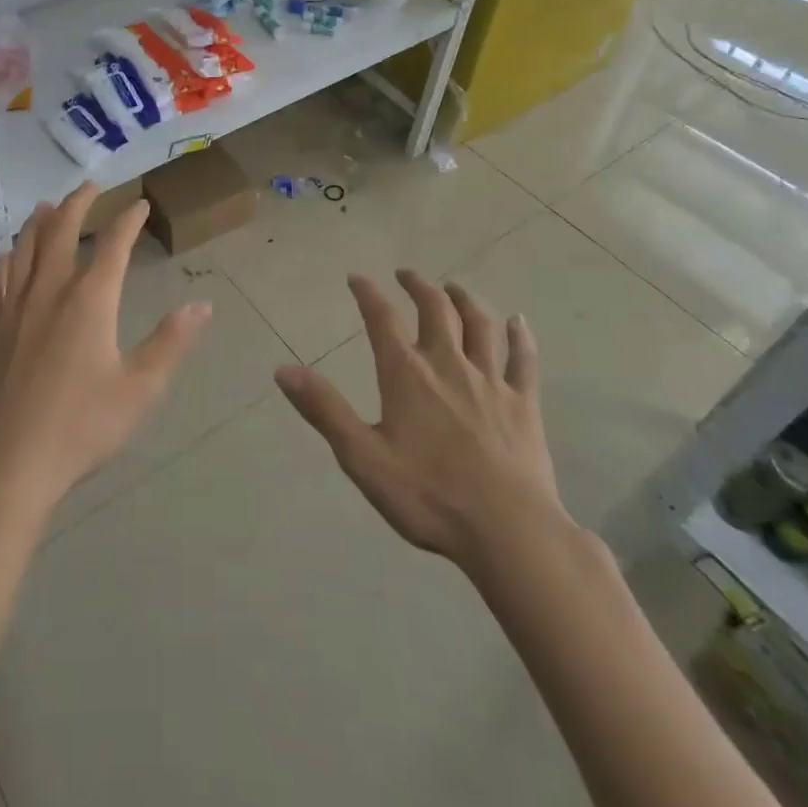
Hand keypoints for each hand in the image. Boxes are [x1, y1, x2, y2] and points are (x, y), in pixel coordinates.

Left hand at [0, 183, 210, 520]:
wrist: (6, 466)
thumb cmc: (81, 428)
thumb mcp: (140, 390)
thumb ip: (171, 343)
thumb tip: (202, 305)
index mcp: (89, 301)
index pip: (112, 246)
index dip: (128, 221)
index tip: (139, 203)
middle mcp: (48, 292)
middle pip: (60, 233)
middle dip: (77, 205)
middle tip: (89, 187)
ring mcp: (11, 309)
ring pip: (23, 250)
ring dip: (37, 223)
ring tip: (45, 206)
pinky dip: (3, 261)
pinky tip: (5, 259)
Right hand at [275, 269, 569, 570]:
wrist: (509, 532)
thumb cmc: (429, 497)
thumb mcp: (362, 457)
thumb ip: (324, 409)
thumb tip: (283, 370)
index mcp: (407, 374)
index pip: (382, 319)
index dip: (368, 294)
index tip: (357, 277)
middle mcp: (448, 364)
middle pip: (434, 309)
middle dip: (418, 286)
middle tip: (406, 274)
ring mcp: (491, 381)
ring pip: (478, 324)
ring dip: (463, 300)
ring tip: (452, 287)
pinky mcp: (524, 404)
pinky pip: (522, 359)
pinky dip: (520, 336)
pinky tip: (518, 321)